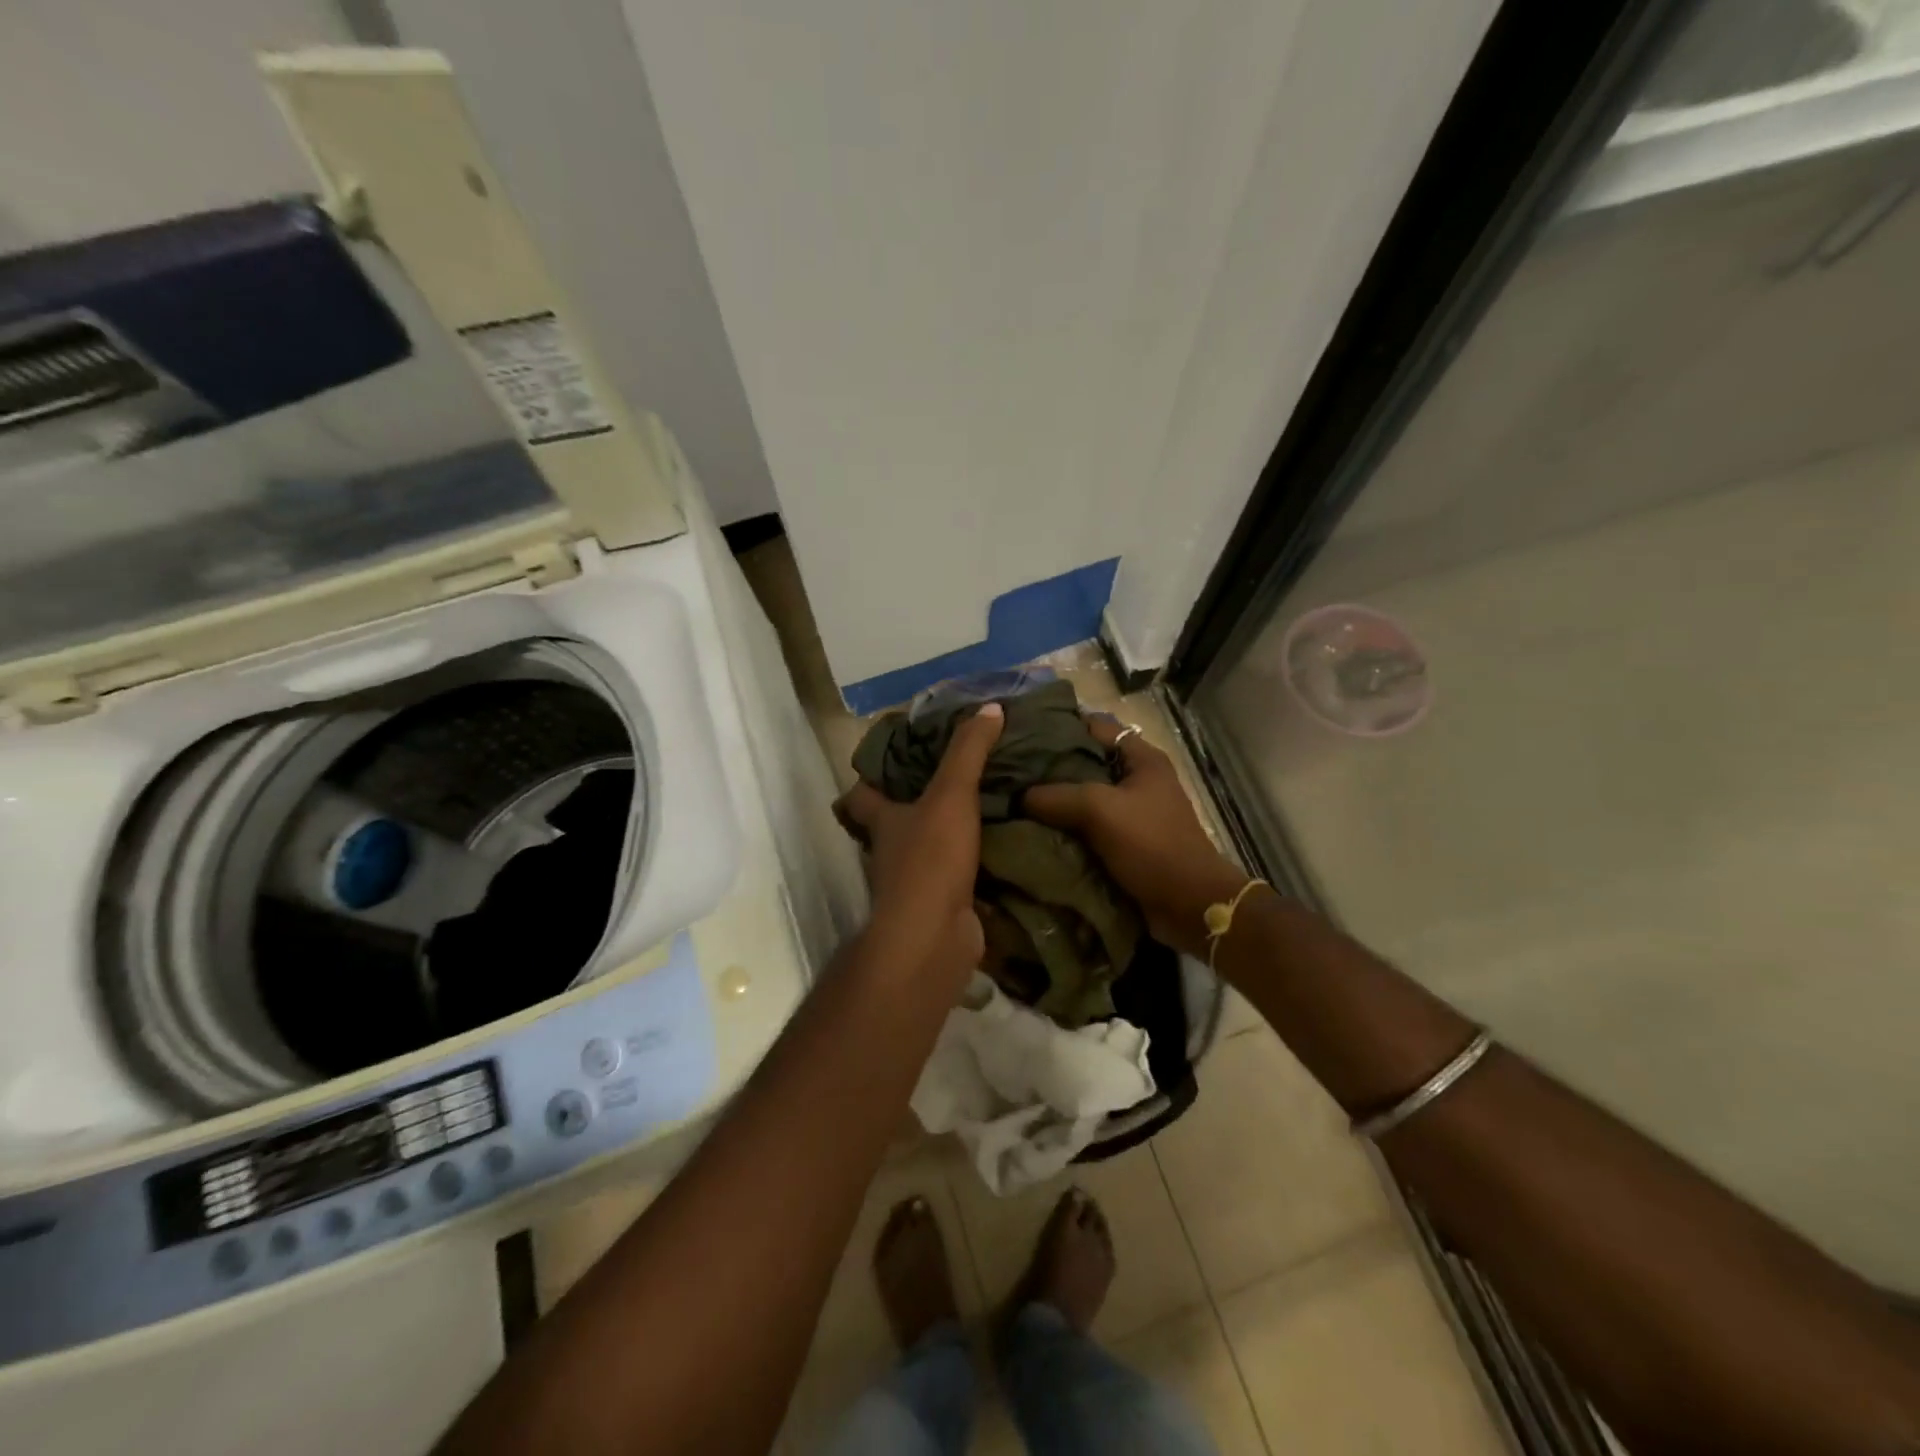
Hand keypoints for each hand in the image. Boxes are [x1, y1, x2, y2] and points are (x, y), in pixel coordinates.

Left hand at [835, 704, 1003, 979]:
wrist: (934, 936)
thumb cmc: (930, 858)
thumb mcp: (951, 794)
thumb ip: (969, 751)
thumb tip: (990, 707)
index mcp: (883, 821)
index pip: (861, 795)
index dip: (868, 778)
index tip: (890, 758)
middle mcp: (892, 851)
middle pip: (894, 823)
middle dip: (916, 805)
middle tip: (953, 780)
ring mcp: (915, 884)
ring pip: (927, 852)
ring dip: (949, 836)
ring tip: (988, 810)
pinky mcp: (941, 908)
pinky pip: (958, 879)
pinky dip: (973, 867)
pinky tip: (1003, 851)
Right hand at [1023, 715, 1248, 956]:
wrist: (1188, 905)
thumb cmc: (1152, 845)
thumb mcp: (1101, 810)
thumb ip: (1057, 795)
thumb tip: (1020, 796)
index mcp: (1142, 758)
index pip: (1095, 726)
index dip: (1060, 725)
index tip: (1022, 733)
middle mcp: (1137, 780)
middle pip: (1086, 762)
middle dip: (1051, 768)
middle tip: (1010, 770)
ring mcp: (1132, 813)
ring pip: (1084, 798)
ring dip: (1055, 802)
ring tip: (1013, 800)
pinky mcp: (1125, 842)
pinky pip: (1087, 828)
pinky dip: (1065, 829)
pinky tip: (1032, 831)